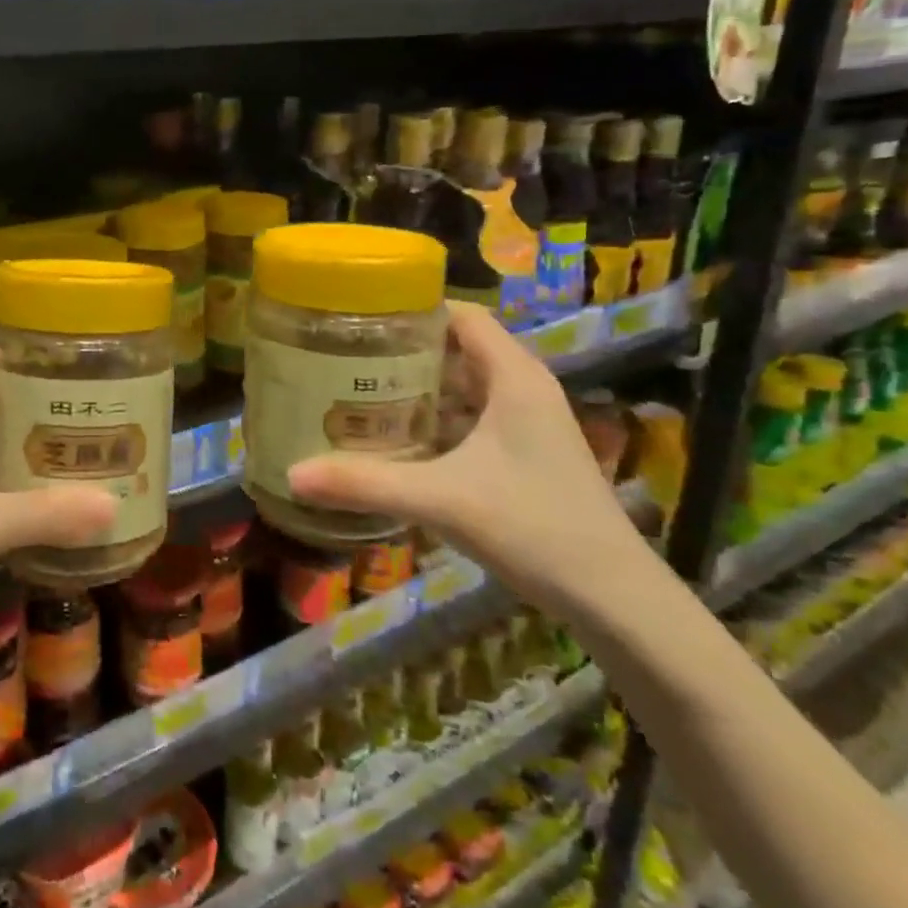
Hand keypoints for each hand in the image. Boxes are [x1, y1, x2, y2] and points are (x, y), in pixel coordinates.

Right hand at [287, 302, 660, 621]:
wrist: (616, 598)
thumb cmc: (535, 528)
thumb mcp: (442, 500)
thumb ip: (366, 483)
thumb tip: (292, 473)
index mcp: (514, 377)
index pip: (461, 315)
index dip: (413, 310)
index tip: (360, 317)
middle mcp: (524, 388)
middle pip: (458, 347)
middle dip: (404, 350)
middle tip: (346, 357)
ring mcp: (529, 423)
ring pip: (466, 385)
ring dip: (419, 387)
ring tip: (361, 391)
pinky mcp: (527, 453)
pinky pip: (473, 417)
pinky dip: (437, 418)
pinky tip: (401, 440)